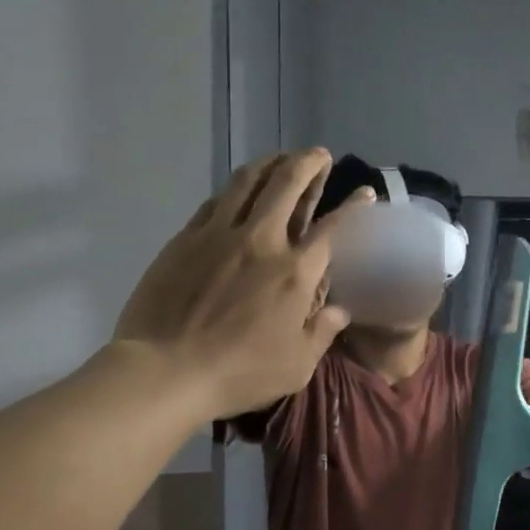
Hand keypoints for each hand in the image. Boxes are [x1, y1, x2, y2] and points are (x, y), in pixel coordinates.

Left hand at [113, 149, 370, 418]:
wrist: (164, 371)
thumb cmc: (239, 373)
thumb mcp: (297, 366)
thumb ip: (322, 332)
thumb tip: (340, 310)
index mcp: (295, 272)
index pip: (334, 228)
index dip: (353, 206)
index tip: (365, 191)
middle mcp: (262, 241)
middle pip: (288, 185)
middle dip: (308, 164)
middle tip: (318, 155)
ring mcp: (219, 235)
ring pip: (247, 181)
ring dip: (269, 163)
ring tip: (280, 158)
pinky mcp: (185, 239)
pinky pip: (215, 202)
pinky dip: (234, 189)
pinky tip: (238, 190)